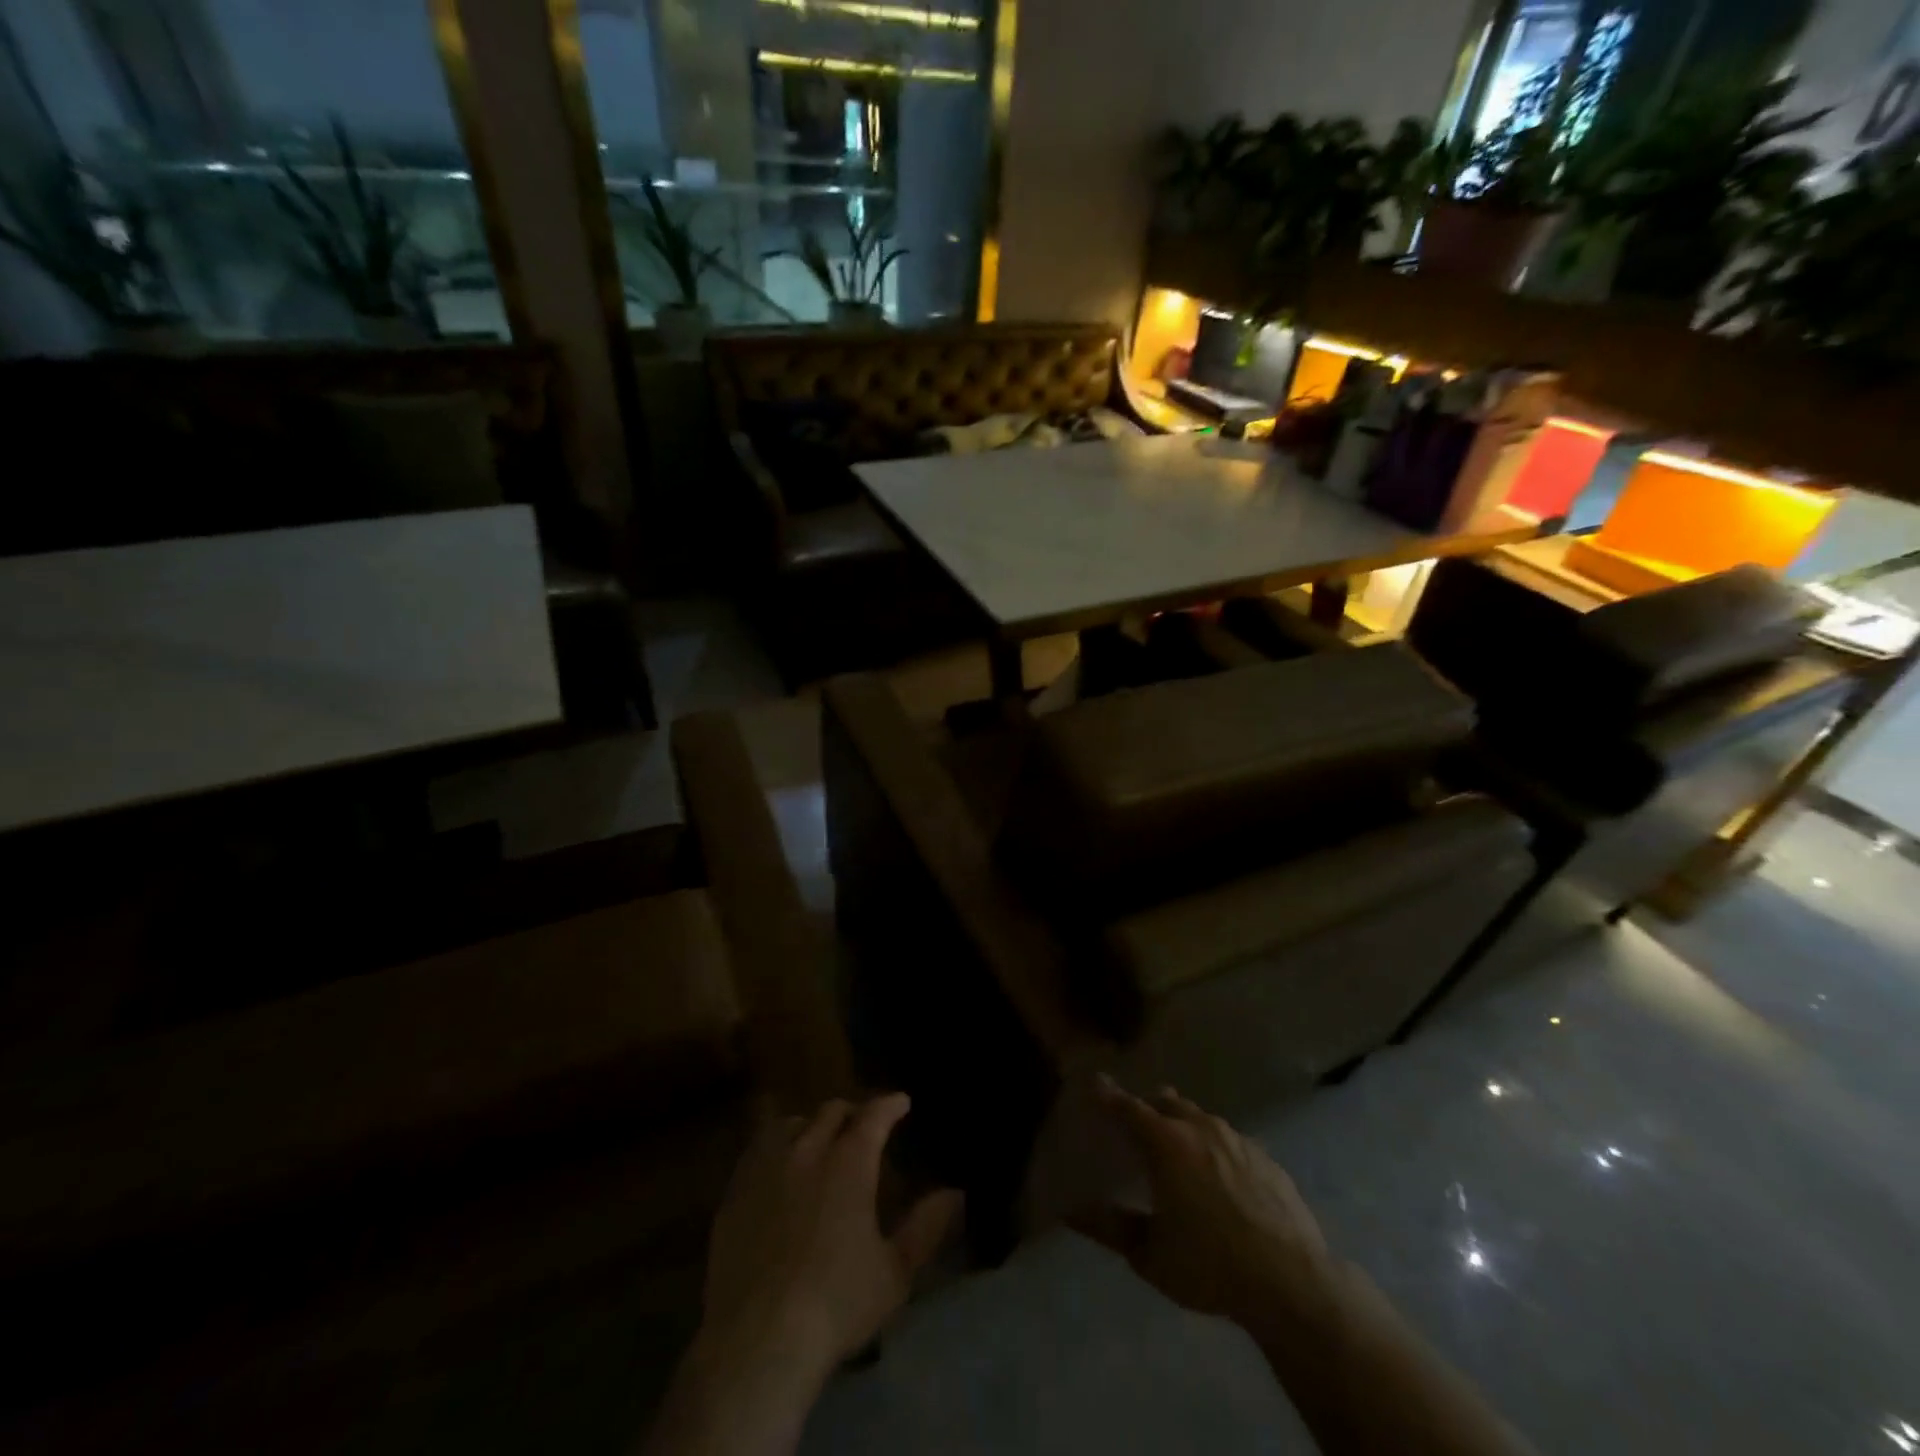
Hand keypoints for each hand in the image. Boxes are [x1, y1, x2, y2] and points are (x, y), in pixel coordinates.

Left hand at [697, 1094, 961, 1387]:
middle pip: (831, 1111)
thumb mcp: (895, 1272)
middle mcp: (808, 1150)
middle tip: (862, 1127)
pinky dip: (775, 1147)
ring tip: (818, 1141)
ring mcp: (766, 1167)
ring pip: (791, 1123)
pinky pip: (756, 1150)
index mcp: (850, 1162)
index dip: (890, 1104)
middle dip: (852, 1112)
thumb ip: (927, 1227)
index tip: (902, 1102)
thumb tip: (955, 1193)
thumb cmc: (836, 1305)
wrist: (758, 1340)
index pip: (874, 1115)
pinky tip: (778, 1168)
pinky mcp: (735, 1191)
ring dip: (811, 1125)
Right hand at [1069, 1080, 1336, 1331]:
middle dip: (1149, 1106)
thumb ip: (1109, 1228)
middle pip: (1167, 1101)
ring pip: (1202, 1118)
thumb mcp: (1149, 1254)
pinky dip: (1218, 1149)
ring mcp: (1238, 1140)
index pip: (1127, 1108)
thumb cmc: (1209, 1265)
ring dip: (1185, 1125)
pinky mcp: (1268, 1159)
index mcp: (1166, 1142)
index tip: (1095, 1082)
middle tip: (1139, 1125)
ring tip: (1181, 1151)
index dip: (1108, 1095)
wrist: (1291, 1283)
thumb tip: (1070, 1212)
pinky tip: (1223, 1178)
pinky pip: (1233, 1141)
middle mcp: (1200, 1128)